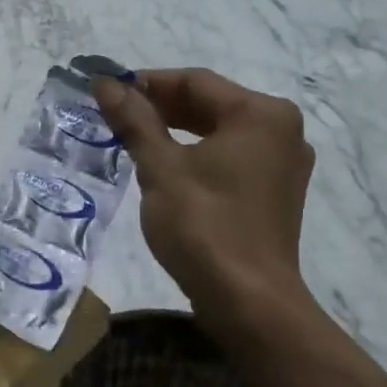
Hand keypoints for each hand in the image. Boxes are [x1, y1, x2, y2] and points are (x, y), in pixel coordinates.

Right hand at [93, 70, 317, 313]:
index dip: (147, 82)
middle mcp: (281, 131)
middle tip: (115, 112)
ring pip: (219, 132)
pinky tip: (163, 165)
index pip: (196, 82)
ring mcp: (282, 164)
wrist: (249, 304)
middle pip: (211, 104)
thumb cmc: (205, 225)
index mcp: (261, 114)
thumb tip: (104, 83)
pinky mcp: (275, 193)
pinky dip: (196, 154)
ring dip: (176, 130)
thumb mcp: (160, 168)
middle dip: (161, 106)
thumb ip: (134, 120)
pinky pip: (230, 157)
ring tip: (131, 135)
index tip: (107, 89)